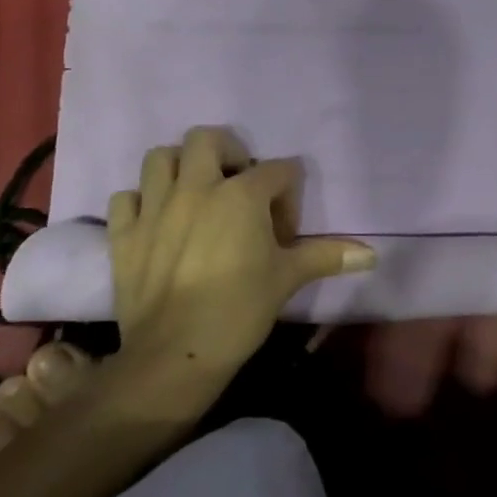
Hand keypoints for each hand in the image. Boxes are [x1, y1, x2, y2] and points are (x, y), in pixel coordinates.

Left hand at [108, 126, 374, 371]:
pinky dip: (141, 201)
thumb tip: (372, 255)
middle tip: (238, 182)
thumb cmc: (239, 311)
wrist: (173, 357)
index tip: (285, 228)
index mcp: (241, 194)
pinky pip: (125, 198)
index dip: (287, 193)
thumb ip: (327, 256)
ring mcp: (155, 208)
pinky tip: (156, 221)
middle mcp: (196, 188)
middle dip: (227, 151)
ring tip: (195, 192)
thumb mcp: (288, 279)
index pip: (276, 171)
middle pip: (207, 139)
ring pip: (159, 158)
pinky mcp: (124, 235)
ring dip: (179, 167)